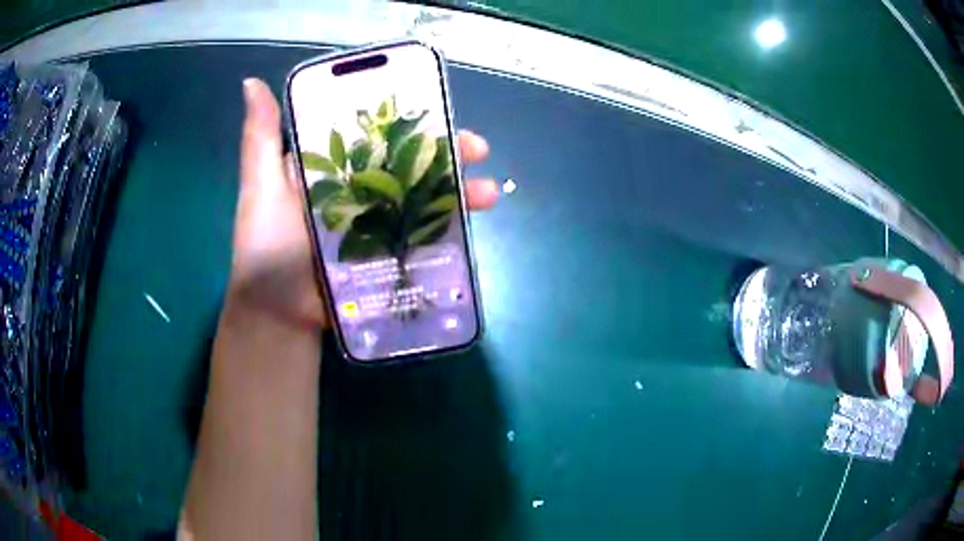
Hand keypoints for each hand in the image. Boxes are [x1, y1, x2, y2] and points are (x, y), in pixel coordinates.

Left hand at [228, 78, 498, 329]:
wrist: (280, 316)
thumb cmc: (267, 249)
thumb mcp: (260, 187)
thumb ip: (260, 138)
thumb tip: (252, 82)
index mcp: (331, 167)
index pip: (375, 132)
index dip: (406, 117)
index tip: (438, 106)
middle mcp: (359, 189)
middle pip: (408, 162)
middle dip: (446, 153)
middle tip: (477, 148)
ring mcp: (378, 223)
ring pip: (424, 197)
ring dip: (460, 191)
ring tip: (488, 192)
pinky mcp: (389, 254)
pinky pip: (425, 235)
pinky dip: (452, 227)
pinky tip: (475, 221)